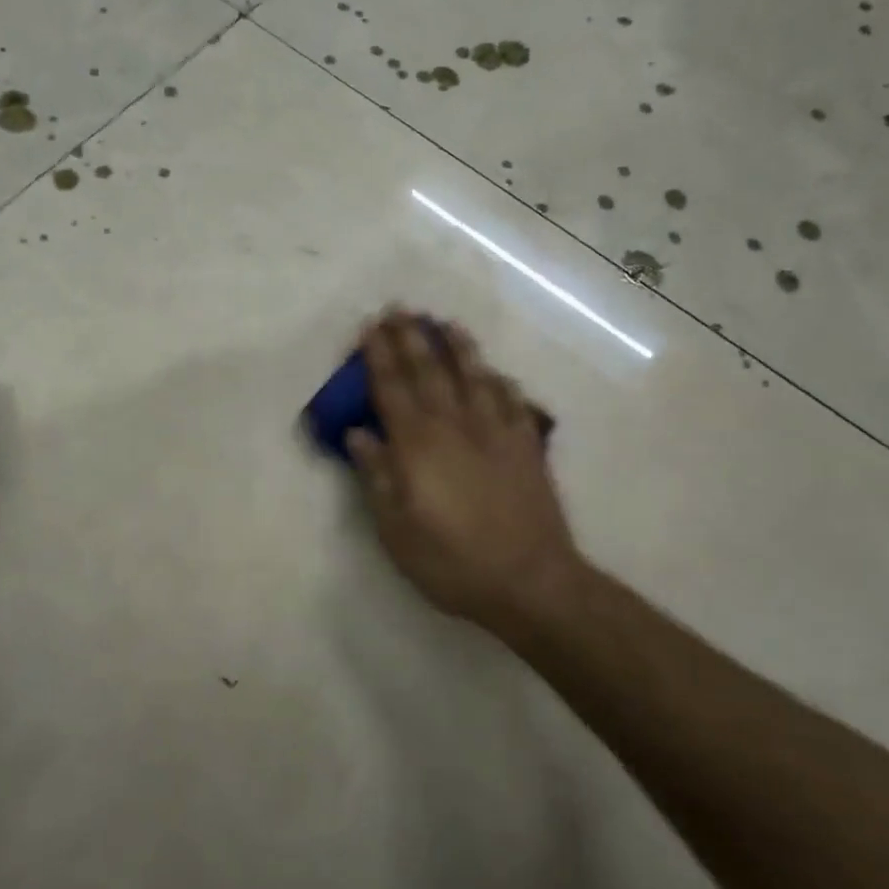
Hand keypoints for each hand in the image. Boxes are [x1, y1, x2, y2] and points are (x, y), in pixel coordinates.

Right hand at [348, 310, 583, 643]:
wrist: (530, 580)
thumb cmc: (452, 561)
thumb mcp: (397, 530)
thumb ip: (376, 476)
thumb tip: (358, 434)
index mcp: (418, 445)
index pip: (391, 388)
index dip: (378, 356)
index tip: (369, 327)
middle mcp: (455, 426)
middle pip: (429, 371)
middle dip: (411, 337)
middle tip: (399, 308)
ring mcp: (496, 432)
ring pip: (474, 376)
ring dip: (457, 347)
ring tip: (446, 323)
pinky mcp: (526, 446)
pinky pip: (512, 401)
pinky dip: (500, 382)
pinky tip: (496, 373)